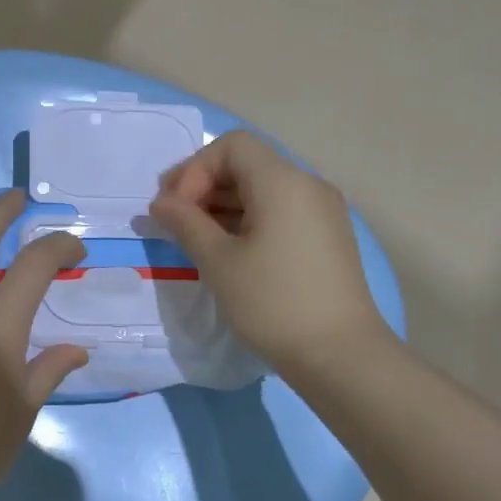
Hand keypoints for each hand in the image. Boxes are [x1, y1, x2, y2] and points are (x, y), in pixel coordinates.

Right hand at [151, 131, 390, 372]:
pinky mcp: (327, 237)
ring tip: (195, 238)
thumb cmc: (272, 303)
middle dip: (204, 186)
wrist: (339, 355)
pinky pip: (280, 211)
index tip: (175, 209)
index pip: (231, 146)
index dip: (194, 169)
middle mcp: (307, 185)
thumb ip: (185, 223)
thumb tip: (161, 203)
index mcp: (282, 181)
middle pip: (247, 164)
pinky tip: (229, 250)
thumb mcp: (218, 262)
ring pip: (263, 189)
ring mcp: (322, 211)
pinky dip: (248, 220)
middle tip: (173, 221)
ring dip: (223, 205)